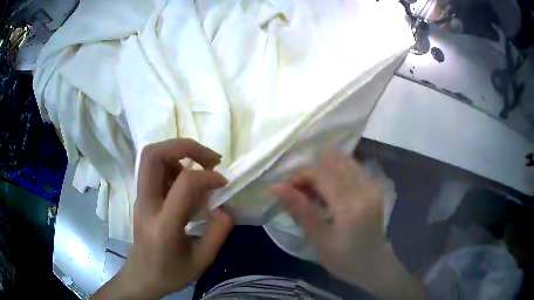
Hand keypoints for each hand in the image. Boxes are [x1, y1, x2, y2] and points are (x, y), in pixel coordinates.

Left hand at [94, 139, 233, 299]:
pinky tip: (187, 182)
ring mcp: (140, 198)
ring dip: (179, 154)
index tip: (223, 183)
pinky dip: (175, 164)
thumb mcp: (202, 260)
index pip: (184, 184)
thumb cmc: (171, 272)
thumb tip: (225, 206)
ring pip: (151, 156)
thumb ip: (218, 232)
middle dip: (185, 146)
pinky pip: (154, 168)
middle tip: (209, 159)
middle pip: (153, 155)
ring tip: (201, 169)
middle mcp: (146, 204)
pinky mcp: (141, 196)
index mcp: (164, 225)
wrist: (142, 276)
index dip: (208, 177)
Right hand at [272, 151, 426, 298]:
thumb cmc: (344, 259)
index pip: (321, 174)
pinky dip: (335, 173)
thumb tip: (276, 187)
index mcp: (350, 206)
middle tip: (299, 192)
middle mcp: (364, 189)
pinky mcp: (374, 187)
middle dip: (310, 173)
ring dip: (323, 171)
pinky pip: (352, 168)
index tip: (287, 190)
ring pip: (342, 162)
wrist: (375, 265)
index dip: (300, 176)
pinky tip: (329, 189)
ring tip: (313, 191)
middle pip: (331, 163)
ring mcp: (372, 186)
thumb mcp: (319, 240)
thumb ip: (300, 210)